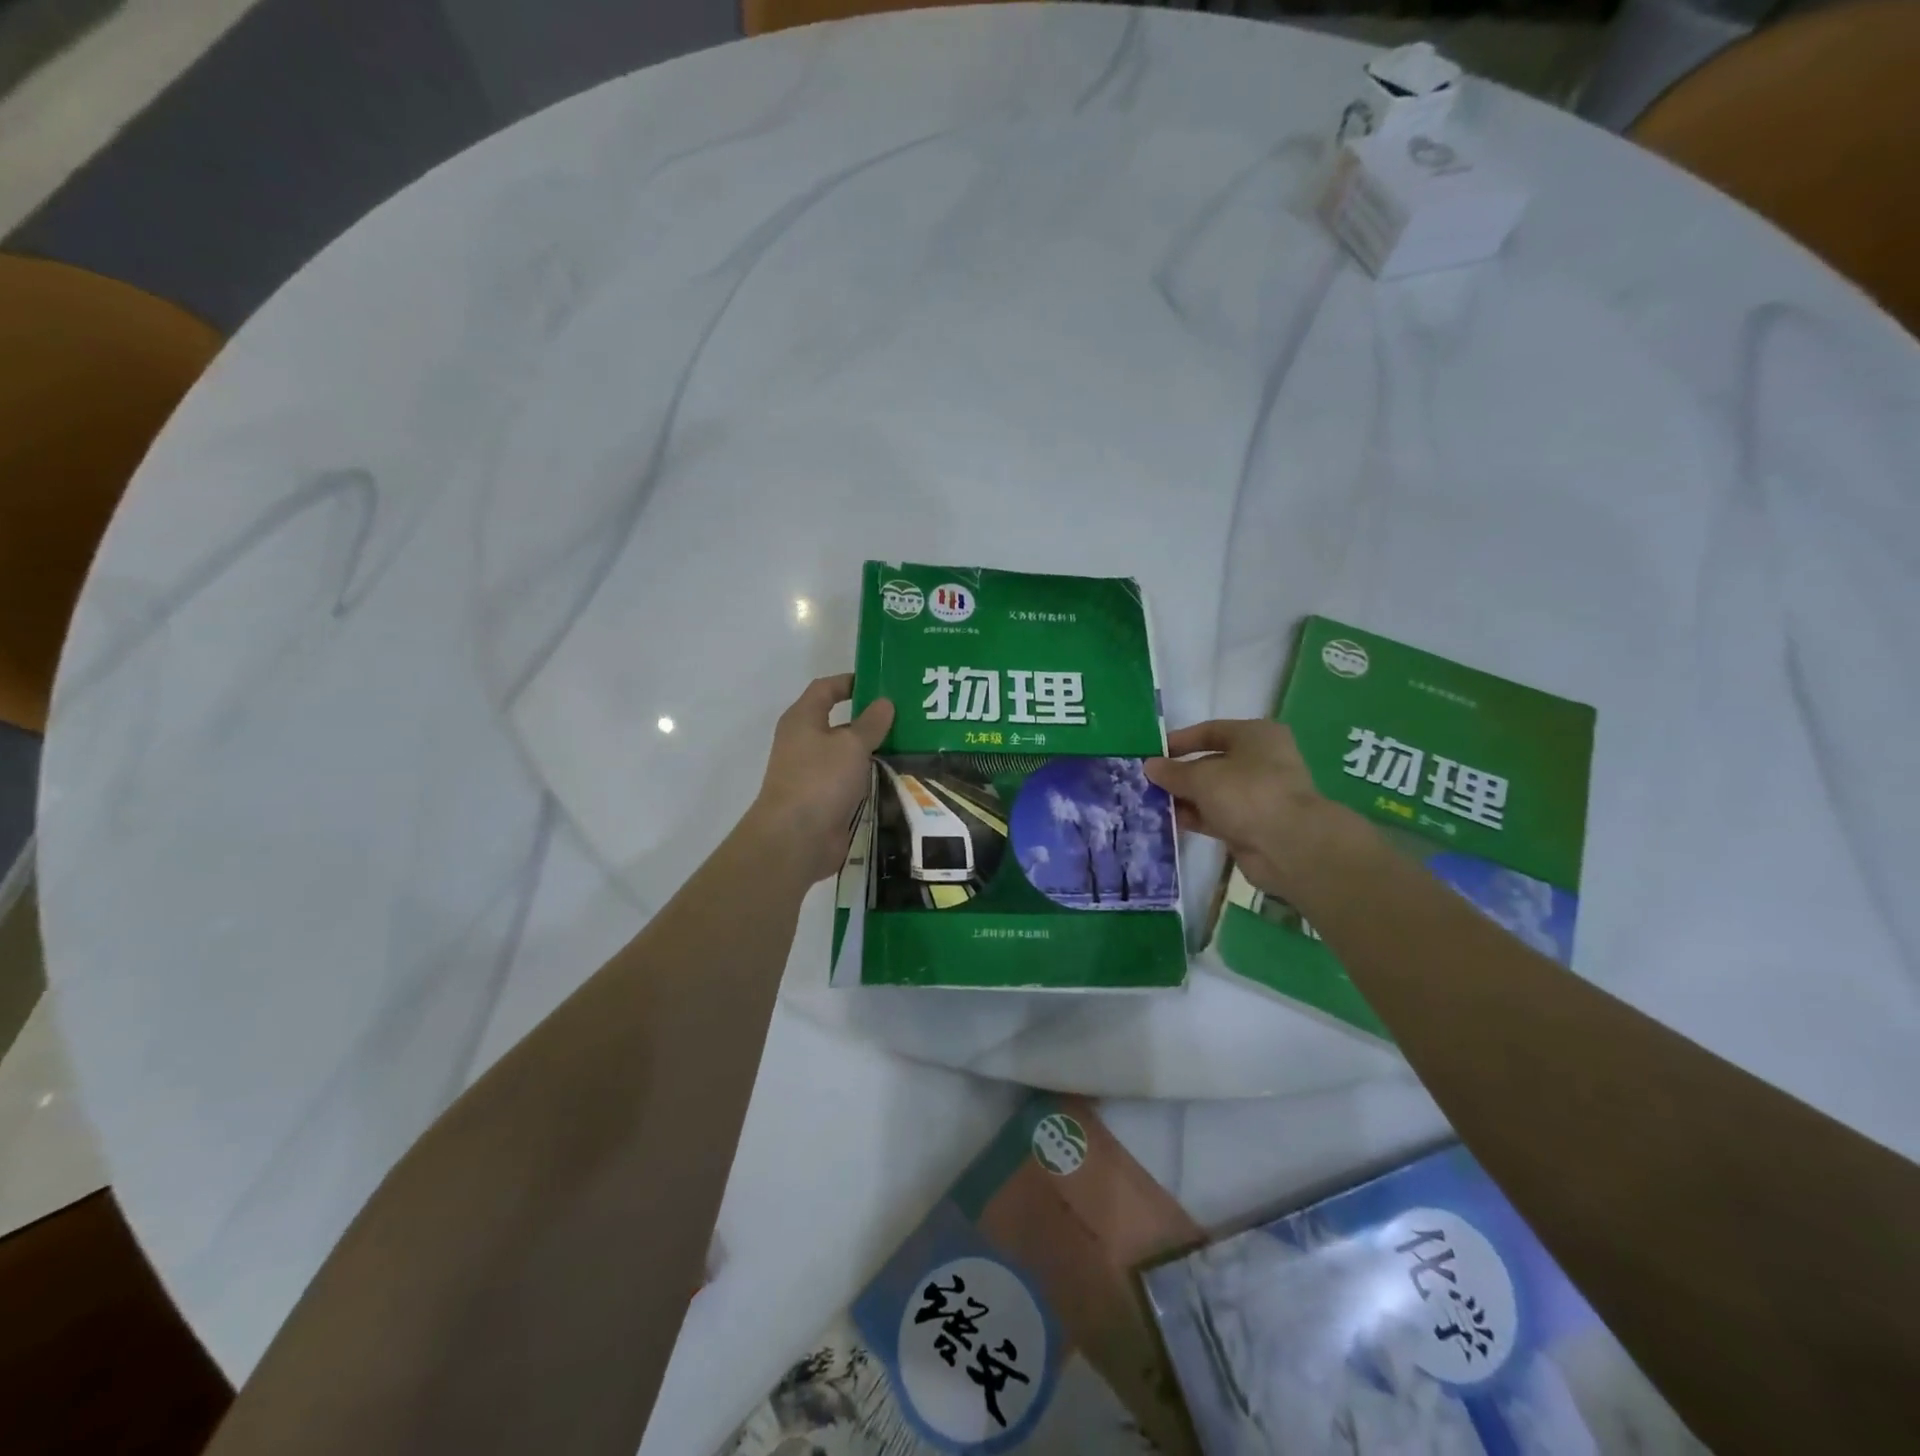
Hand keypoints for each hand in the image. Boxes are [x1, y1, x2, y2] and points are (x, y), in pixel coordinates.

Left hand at [744, 674, 893, 885]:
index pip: (825, 689)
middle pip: (839, 722)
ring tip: (911, 745)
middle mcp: (804, 743)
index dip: (850, 681)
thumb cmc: (820, 780)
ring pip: (847, 755)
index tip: (881, 682)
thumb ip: (870, 723)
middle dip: (870, 719)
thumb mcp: (851, 745)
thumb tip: (885, 702)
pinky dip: (870, 777)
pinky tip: (898, 777)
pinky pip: (851, 781)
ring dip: (873, 751)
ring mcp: (813, 774)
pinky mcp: (824, 801)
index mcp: (803, 720)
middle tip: (907, 716)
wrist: (796, 840)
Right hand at [1146, 720, 1361, 900]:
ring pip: (1213, 791)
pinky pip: (1217, 815)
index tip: (1152, 754)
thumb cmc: (1247, 793)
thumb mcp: (1202, 777)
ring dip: (1185, 797)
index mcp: (1256, 735)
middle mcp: (1260, 761)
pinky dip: (1196, 817)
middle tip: (1147, 781)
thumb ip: (1173, 771)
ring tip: (1150, 802)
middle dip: (1180, 773)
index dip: (1180, 741)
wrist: (1289, 846)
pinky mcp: (1253, 824)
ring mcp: (1258, 794)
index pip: (1211, 731)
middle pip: (1211, 762)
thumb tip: (1149, 766)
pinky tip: (1168, 821)